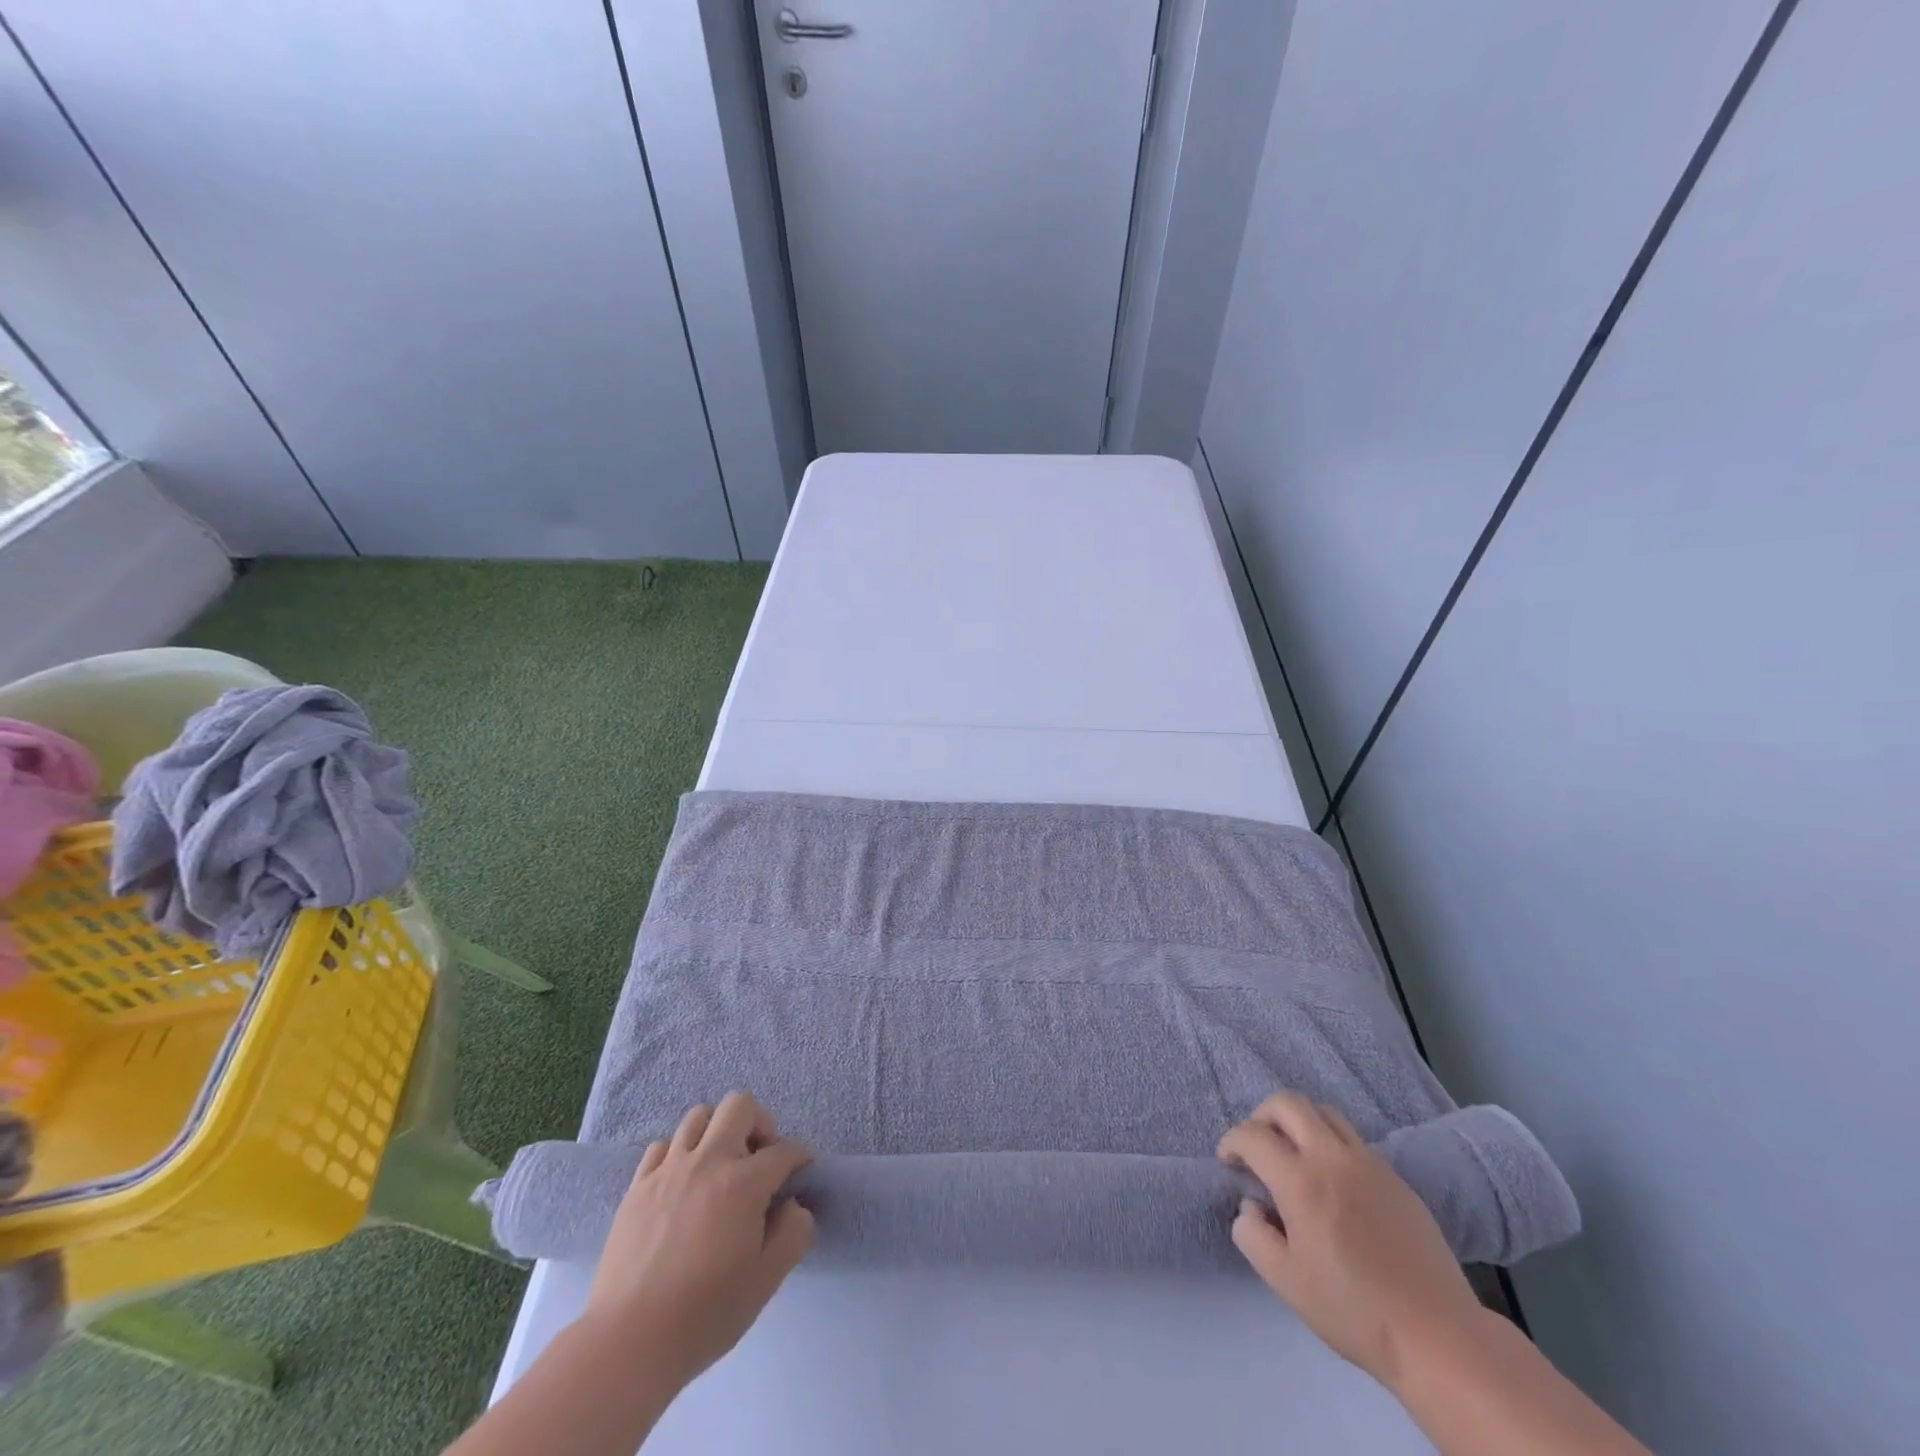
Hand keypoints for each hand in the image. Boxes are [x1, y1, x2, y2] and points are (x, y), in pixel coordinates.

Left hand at [585, 1092, 814, 1388]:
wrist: (628, 1343)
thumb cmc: (704, 1314)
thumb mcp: (766, 1281)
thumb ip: (793, 1234)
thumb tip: (794, 1206)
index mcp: (743, 1184)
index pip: (784, 1151)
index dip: (800, 1157)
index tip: (802, 1171)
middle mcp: (708, 1161)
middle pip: (739, 1106)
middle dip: (760, 1123)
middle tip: (760, 1158)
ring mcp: (668, 1170)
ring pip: (699, 1116)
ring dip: (717, 1131)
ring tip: (720, 1166)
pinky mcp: (637, 1186)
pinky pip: (662, 1146)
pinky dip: (678, 1153)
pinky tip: (682, 1182)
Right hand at [1218, 1092, 1485, 1390]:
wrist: (1438, 1336)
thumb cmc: (1354, 1311)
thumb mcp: (1285, 1281)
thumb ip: (1253, 1236)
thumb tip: (1251, 1207)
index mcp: (1301, 1181)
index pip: (1252, 1135)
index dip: (1232, 1142)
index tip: (1228, 1161)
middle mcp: (1332, 1158)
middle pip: (1288, 1103)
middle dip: (1262, 1116)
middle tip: (1258, 1146)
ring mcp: (1368, 1163)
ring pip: (1324, 1112)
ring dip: (1299, 1122)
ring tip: (1294, 1154)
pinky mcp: (1395, 1177)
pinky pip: (1353, 1139)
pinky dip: (1330, 1143)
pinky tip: (1334, 1182)